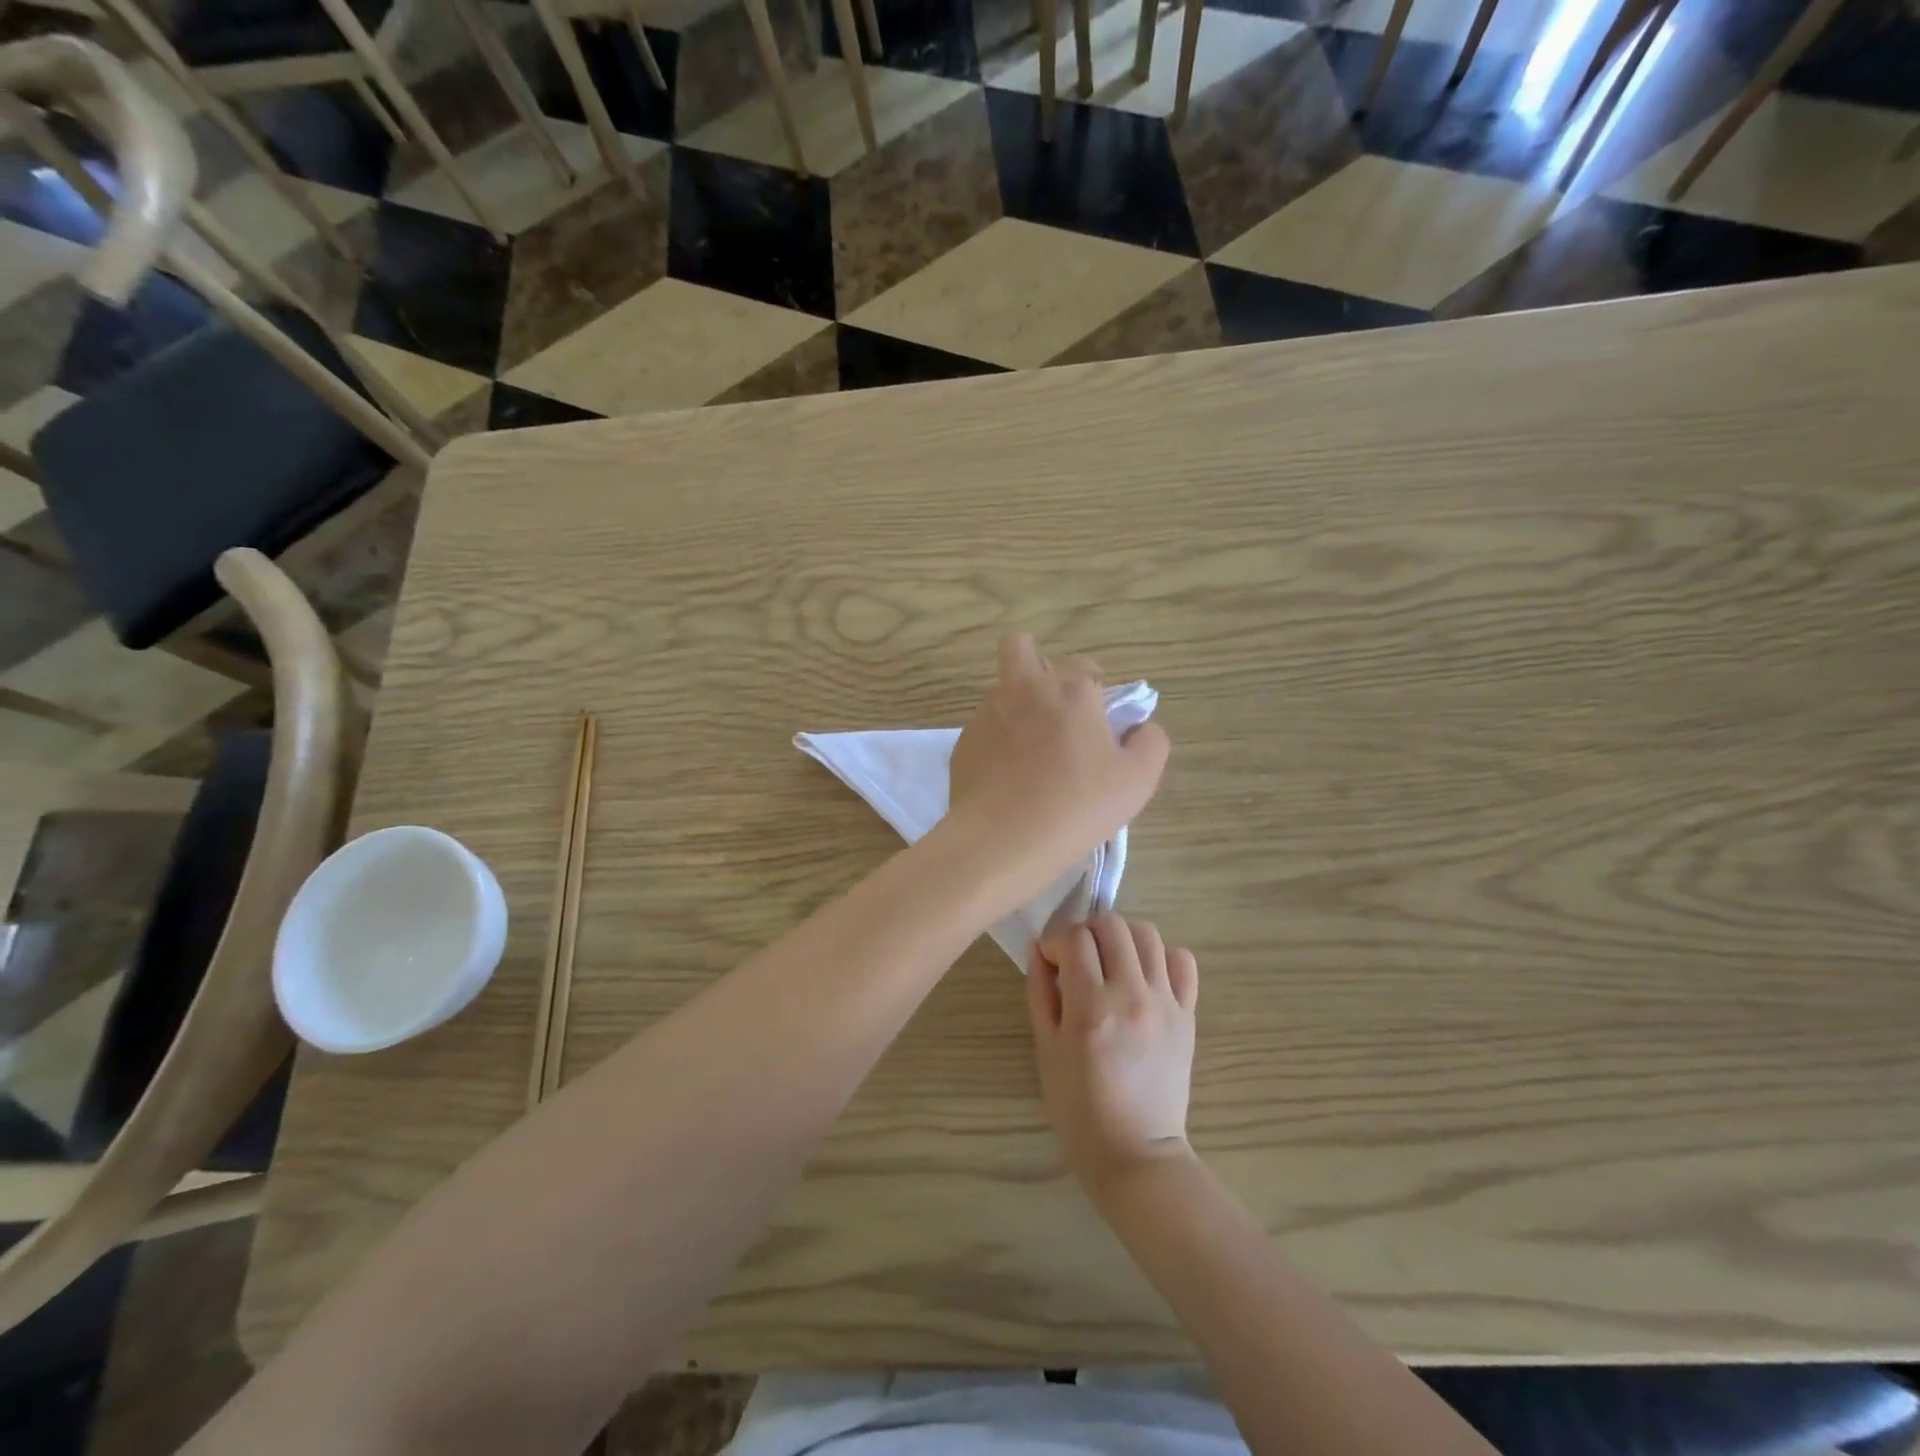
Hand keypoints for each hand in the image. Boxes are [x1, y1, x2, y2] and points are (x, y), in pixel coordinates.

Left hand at [947, 636, 1168, 893]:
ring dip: (1017, 708)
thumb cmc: (1078, 805)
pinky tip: (1007, 778)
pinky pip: (984, 730)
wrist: (1004, 839)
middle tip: (1052, 705)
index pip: (1084, 665)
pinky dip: (997, 744)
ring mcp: (987, 714)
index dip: (1095, 687)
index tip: (1099, 719)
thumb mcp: (1138, 779)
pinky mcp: (963, 743)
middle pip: (1019, 647)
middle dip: (1035, 661)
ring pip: (1001, 692)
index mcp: (1070, 690)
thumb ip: (1150, 742)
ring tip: (1031, 755)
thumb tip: (1140, 727)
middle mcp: (1024, 689)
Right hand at [1027, 913, 1198, 1198]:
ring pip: (1148, 934)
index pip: (1075, 938)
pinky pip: (1183, 961)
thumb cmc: (1078, 1108)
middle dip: (1088, 932)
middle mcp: (1132, 995)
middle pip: (1113, 925)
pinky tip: (1145, 976)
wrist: (1136, 1154)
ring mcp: (1165, 1003)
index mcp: (1091, 1007)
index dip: (1056, 942)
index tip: (1052, 963)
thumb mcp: (1045, 1050)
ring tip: (1111, 963)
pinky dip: (1162, 957)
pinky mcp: (1188, 1015)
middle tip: (1079, 959)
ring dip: (1123, 939)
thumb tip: (1037, 949)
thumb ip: (1040, 992)